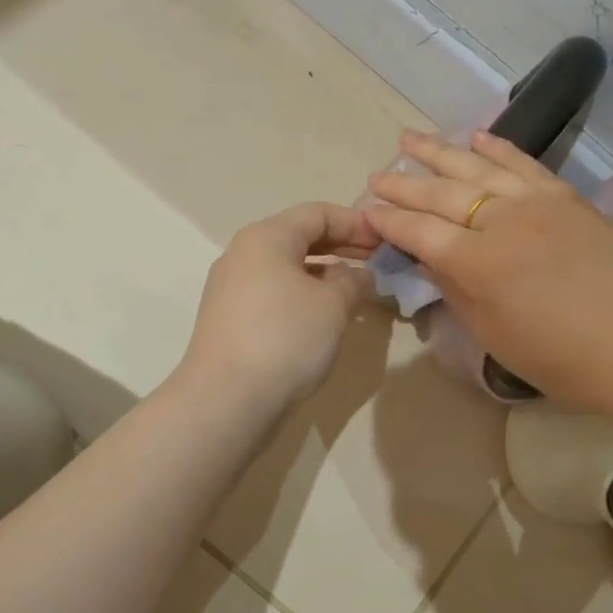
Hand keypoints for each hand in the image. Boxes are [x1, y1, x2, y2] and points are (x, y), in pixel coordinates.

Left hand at [177, 202, 380, 411]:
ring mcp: (230, 287)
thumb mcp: (334, 305)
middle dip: (340, 246)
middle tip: (376, 262)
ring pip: (285, 267)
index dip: (356, 223)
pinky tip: (323, 316)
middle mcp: (242, 253)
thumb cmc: (286, 339)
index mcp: (266, 237)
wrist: (227, 399)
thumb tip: (357, 274)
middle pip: (298, 236)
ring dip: (322, 273)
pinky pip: (272, 292)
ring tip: (355, 291)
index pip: (317, 213)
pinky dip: (301, 293)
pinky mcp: (228, 318)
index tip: (385, 241)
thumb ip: (352, 280)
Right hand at [365, 130, 612, 411]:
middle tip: (377, 175)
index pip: (419, 232)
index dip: (388, 222)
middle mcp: (503, 221)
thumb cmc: (564, 361)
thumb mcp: (495, 337)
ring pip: (478, 169)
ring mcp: (539, 203)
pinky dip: (498, 148)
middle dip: (404, 185)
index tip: (365, 212)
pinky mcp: (569, 199)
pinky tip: (476, 136)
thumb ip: (457, 293)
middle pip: (442, 195)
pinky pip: (525, 163)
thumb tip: (433, 261)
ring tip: (409, 138)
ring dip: (440, 152)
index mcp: (478, 263)